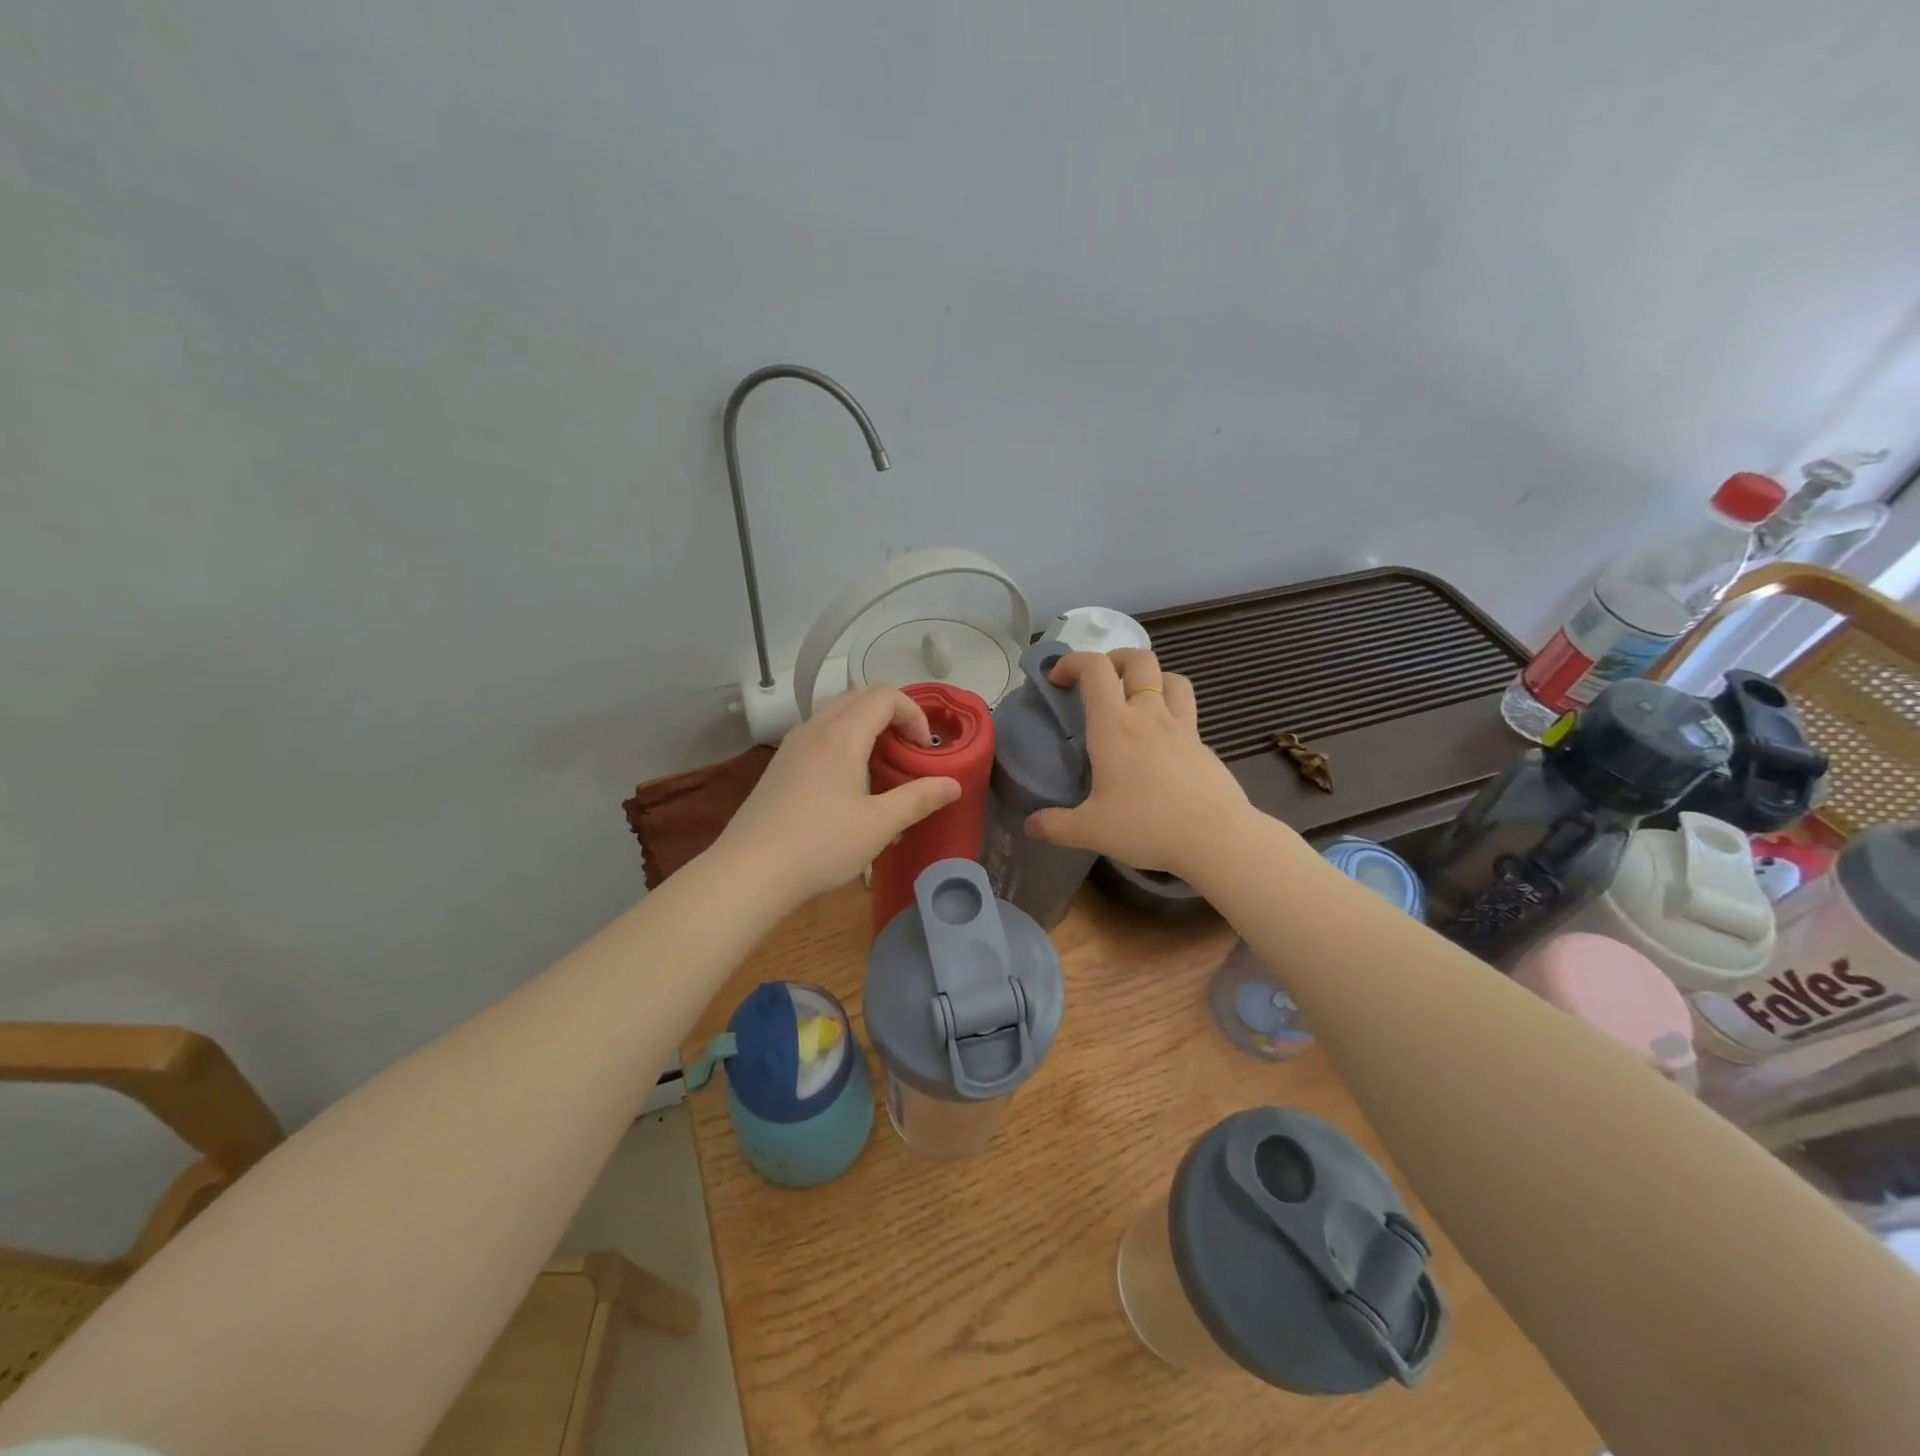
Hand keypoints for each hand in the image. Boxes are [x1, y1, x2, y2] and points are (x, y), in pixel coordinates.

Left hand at [715, 685, 961, 904]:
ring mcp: (792, 745)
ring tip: (881, 768)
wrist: (749, 871)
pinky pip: (819, 735)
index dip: (914, 714)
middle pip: (859, 697)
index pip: (885, 696)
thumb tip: (953, 785)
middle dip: (892, 716)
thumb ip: (919, 799)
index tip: (924, 750)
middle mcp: (815, 728)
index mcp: (842, 734)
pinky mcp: (779, 765)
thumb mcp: (879, 825)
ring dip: (866, 728)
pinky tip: (847, 786)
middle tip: (908, 752)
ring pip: (836, 715)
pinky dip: (843, 742)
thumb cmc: (821, 845)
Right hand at [1025, 649, 1256, 879]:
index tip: (1057, 679)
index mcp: (1115, 726)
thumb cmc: (1148, 826)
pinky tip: (1162, 743)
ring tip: (1137, 699)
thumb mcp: (1091, 831)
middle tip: (1100, 682)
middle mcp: (1149, 715)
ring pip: (1172, 678)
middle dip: (1115, 659)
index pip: (1094, 669)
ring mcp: (1183, 727)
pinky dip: (1172, 713)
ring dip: (1152, 678)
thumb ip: (1056, 825)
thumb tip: (1030, 825)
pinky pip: (1188, 713)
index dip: (1072, 662)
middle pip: (1139, 660)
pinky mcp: (1204, 746)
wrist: (1216, 838)